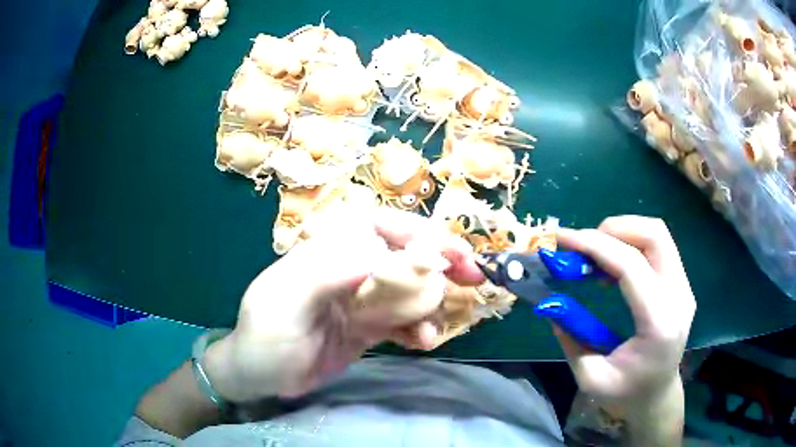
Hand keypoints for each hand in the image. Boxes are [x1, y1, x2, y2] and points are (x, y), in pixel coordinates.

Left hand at [203, 208, 483, 401]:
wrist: (259, 377)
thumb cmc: (264, 336)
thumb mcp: (284, 302)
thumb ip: (327, 272)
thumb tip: (381, 254)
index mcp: (325, 251)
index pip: (375, 225)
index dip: (413, 230)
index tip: (444, 250)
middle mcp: (347, 270)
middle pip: (400, 255)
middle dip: (437, 262)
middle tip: (472, 275)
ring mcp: (359, 300)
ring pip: (407, 290)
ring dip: (430, 303)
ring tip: (435, 328)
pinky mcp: (365, 328)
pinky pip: (401, 321)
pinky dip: (418, 329)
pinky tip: (424, 342)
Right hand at [554, 216, 695, 405]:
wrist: (657, 395)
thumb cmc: (626, 393)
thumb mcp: (590, 377)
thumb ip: (571, 339)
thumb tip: (550, 303)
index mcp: (659, 323)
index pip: (632, 265)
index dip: (595, 245)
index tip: (562, 239)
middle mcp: (679, 296)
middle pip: (654, 234)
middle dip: (614, 228)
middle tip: (583, 245)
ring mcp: (684, 287)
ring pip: (658, 234)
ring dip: (624, 232)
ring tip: (597, 253)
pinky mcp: (681, 283)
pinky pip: (659, 247)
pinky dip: (632, 244)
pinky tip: (614, 265)